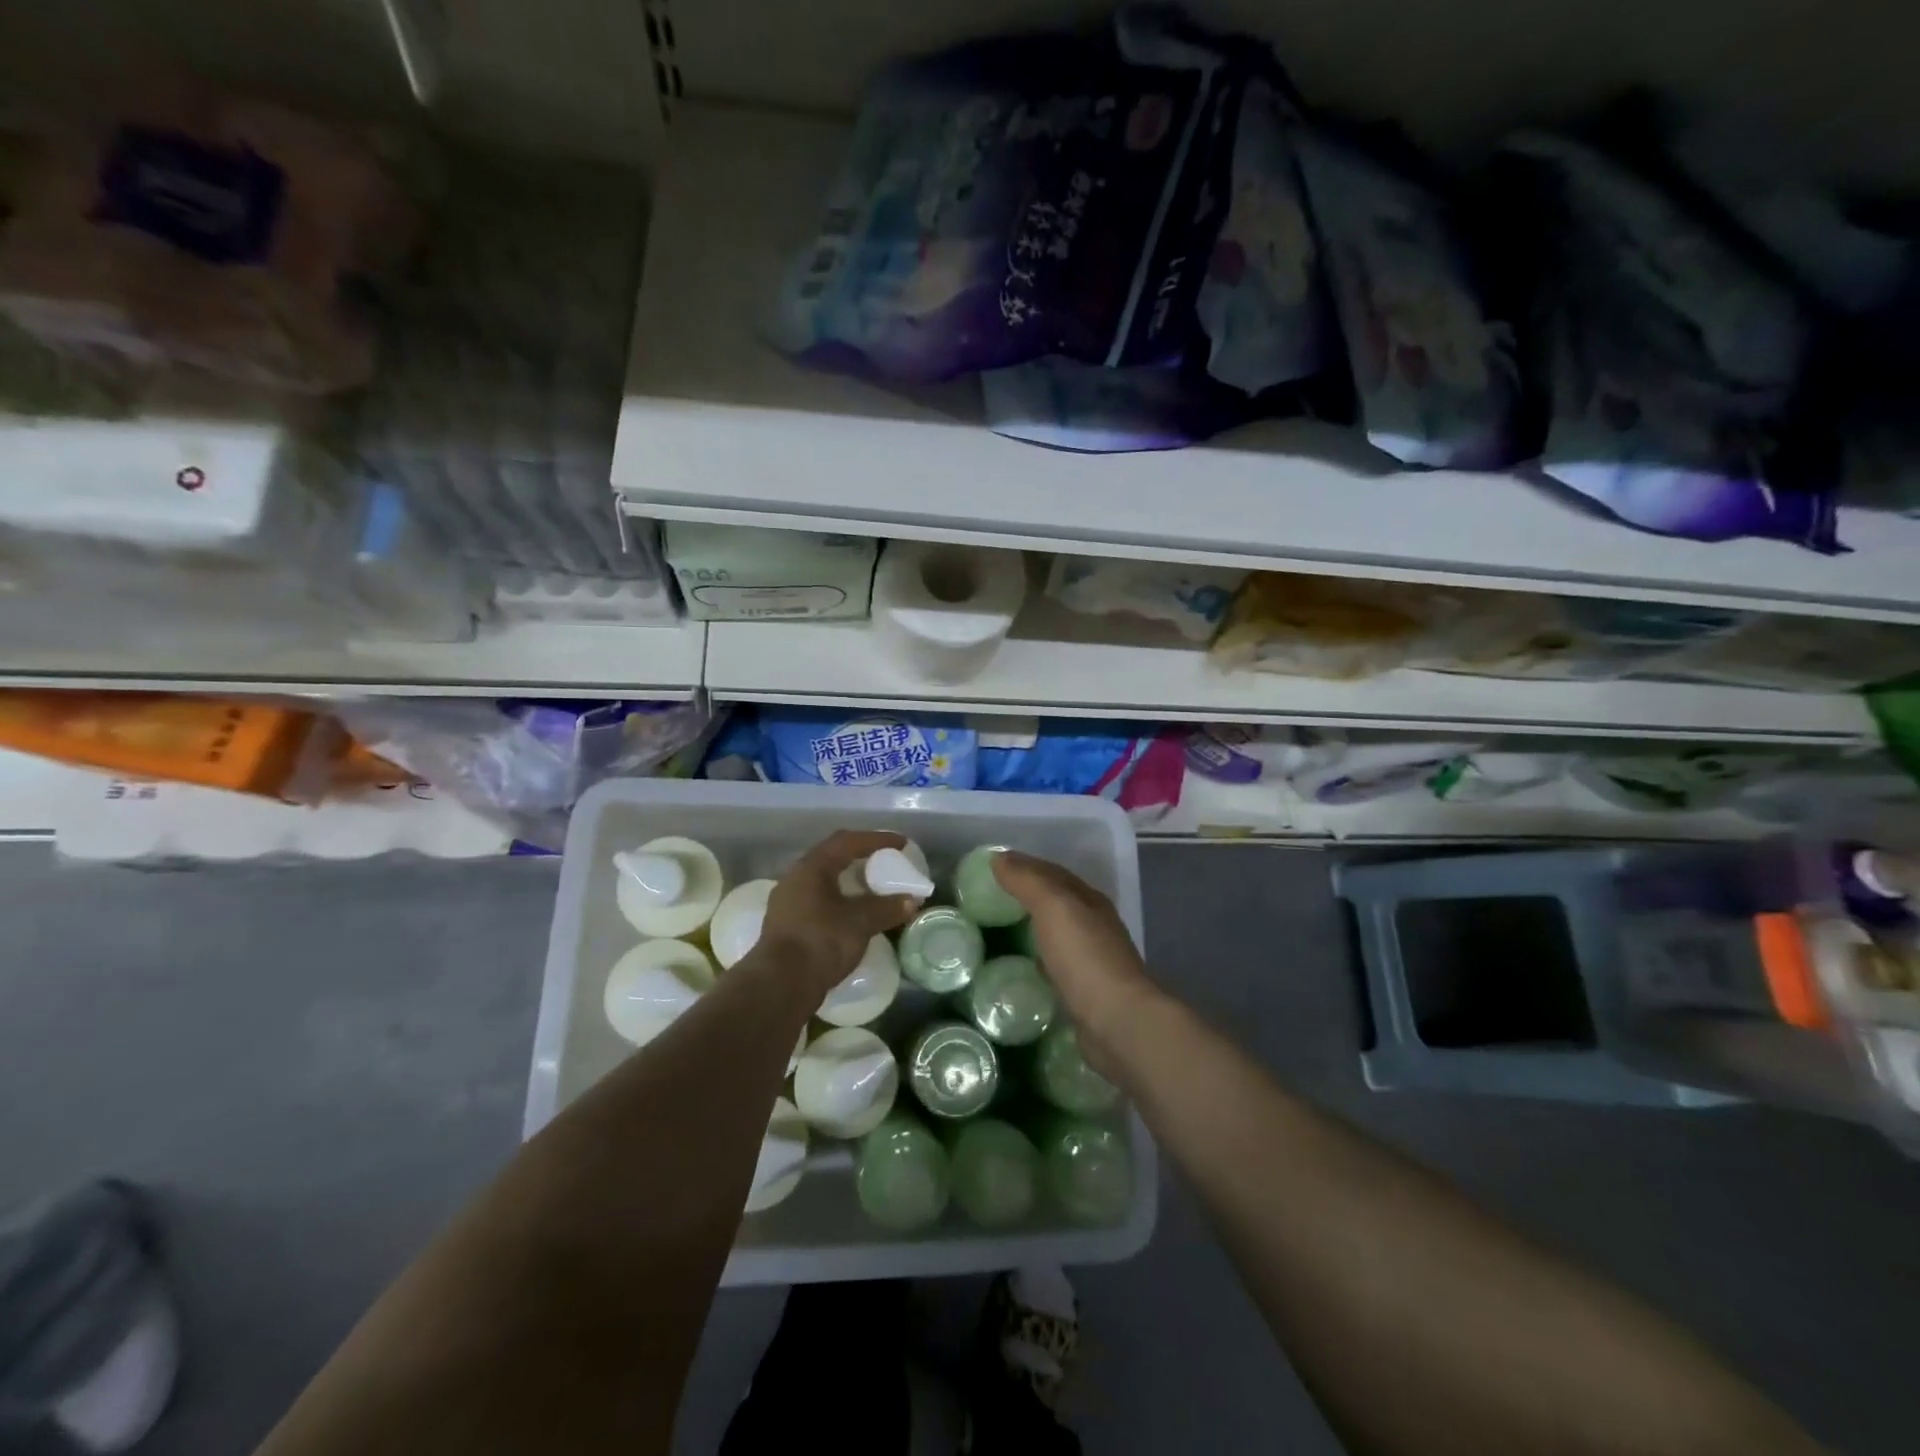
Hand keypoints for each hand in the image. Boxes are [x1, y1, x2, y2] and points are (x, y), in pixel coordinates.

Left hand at [756, 830, 919, 995]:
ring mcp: (788, 903)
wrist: (780, 986)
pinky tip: (853, 915)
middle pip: (833, 858)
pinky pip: (819, 902)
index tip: (901, 844)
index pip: (847, 842)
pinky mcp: (787, 926)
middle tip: (886, 862)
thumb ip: (887, 907)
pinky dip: (840, 901)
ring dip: (849, 882)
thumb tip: (912, 900)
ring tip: (873, 888)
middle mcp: (796, 878)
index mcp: (811, 867)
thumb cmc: (821, 941)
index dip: (877, 839)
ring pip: (824, 882)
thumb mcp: (860, 922)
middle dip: (861, 857)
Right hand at [991, 851, 1158, 1059]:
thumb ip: (1027, 881)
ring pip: (1059, 933)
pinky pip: (1058, 965)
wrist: (1119, 1022)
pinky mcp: (1087, 992)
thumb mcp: (1054, 908)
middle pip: (1059, 901)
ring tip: (1003, 927)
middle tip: (993, 895)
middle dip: (1030, 894)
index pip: (1054, 873)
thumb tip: (999, 858)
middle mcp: (1096, 926)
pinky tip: (1026, 966)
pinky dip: (1041, 958)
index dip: (1026, 865)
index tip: (995, 865)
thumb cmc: (1085, 958)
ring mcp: (1094, 960)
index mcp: (1090, 901)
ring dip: (1036, 926)